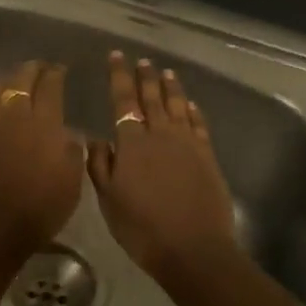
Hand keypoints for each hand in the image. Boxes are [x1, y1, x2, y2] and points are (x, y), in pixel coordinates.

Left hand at [0, 61, 84, 260]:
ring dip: (11, 77)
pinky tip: (1, 100)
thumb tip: (67, 133)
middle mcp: (14, 115)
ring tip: (19, 78)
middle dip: (33, 69)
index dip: (56, 74)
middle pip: (21, 79)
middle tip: (42, 68)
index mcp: (43, 123)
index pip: (50, 86)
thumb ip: (71, 151)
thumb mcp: (71, 183)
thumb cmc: (37, 209)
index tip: (61, 69)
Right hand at [88, 53, 238, 284]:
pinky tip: (191, 105)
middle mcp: (161, 134)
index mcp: (132, 143)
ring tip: (166, 72)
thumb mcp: (109, 200)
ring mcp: (188, 144)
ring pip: (178, 106)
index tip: (116, 56)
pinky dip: (194, 111)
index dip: (119, 76)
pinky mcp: (208, 157)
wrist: (193, 249)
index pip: (124, 100)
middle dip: (145, 77)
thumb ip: (100, 166)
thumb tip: (97, 138)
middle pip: (152, 98)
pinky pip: (199, 125)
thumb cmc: (142, 228)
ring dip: (171, 88)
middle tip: (142, 60)